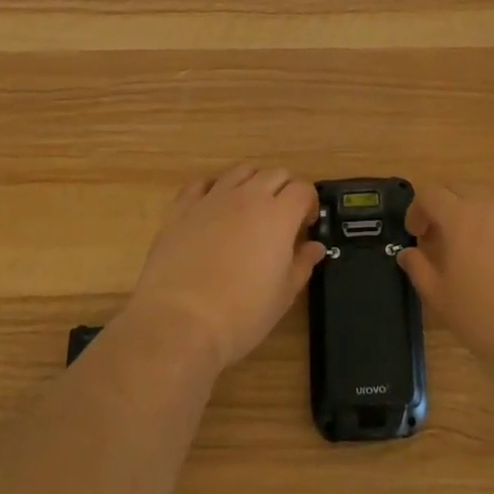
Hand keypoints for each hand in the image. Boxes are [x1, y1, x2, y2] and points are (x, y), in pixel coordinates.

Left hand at [125, 164, 324, 370]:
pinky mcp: (182, 208)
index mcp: (278, 215)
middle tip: (282, 217)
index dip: (309, 203)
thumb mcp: (283, 296)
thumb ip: (302, 264)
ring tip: (249, 208)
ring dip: (252, 182)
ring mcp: (212, 198)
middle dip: (285, 189)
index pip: (303, 189)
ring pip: (240, 171)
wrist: (179, 322)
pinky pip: (201, 183)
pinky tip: (213, 207)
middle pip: (275, 173)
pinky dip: (213, 188)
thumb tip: (315, 247)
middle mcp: (248, 196)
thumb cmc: (240, 314)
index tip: (306, 225)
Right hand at [397, 182, 493, 373]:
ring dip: (475, 216)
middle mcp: (492, 204)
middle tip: (440, 237)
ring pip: (490, 201)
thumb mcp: (443, 299)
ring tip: (474, 251)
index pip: (431, 193)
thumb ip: (420, 270)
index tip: (416, 234)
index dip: (417, 210)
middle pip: (461, 188)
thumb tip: (408, 253)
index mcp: (461, 215)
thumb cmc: (490, 315)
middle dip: (445, 206)